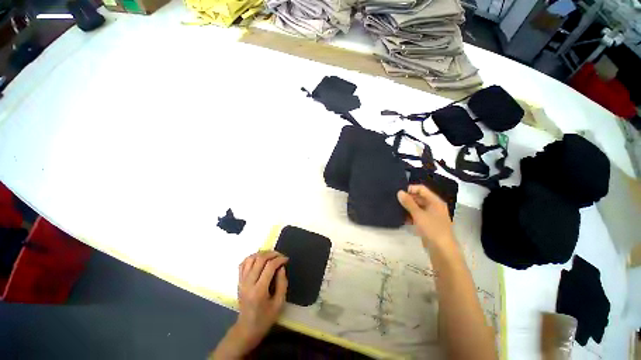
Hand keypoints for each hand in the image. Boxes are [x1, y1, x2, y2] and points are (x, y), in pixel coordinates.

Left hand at [234, 251, 288, 352]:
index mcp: (259, 290)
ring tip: (271, 256)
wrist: (246, 329)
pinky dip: (252, 257)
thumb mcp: (279, 304)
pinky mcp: (238, 281)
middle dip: (272, 254)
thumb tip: (281, 267)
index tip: (286, 259)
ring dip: (262, 253)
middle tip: (280, 256)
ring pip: (250, 258)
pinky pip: (243, 263)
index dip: (279, 259)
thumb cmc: (265, 318)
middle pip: (259, 259)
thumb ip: (282, 283)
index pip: (269, 266)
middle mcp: (248, 283)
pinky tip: (259, 259)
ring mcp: (241, 281)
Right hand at [397, 185, 453, 248]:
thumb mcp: (418, 214)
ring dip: (407, 207)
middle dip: (407, 198)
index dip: (410, 189)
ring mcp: (430, 216)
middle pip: (419, 198)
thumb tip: (399, 192)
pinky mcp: (427, 224)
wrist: (442, 250)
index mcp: (435, 201)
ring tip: (396, 208)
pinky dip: (410, 215)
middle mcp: (434, 206)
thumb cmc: (432, 229)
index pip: (421, 189)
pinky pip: (417, 216)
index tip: (399, 193)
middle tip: (395, 200)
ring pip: (417, 207)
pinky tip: (401, 217)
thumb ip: (408, 203)